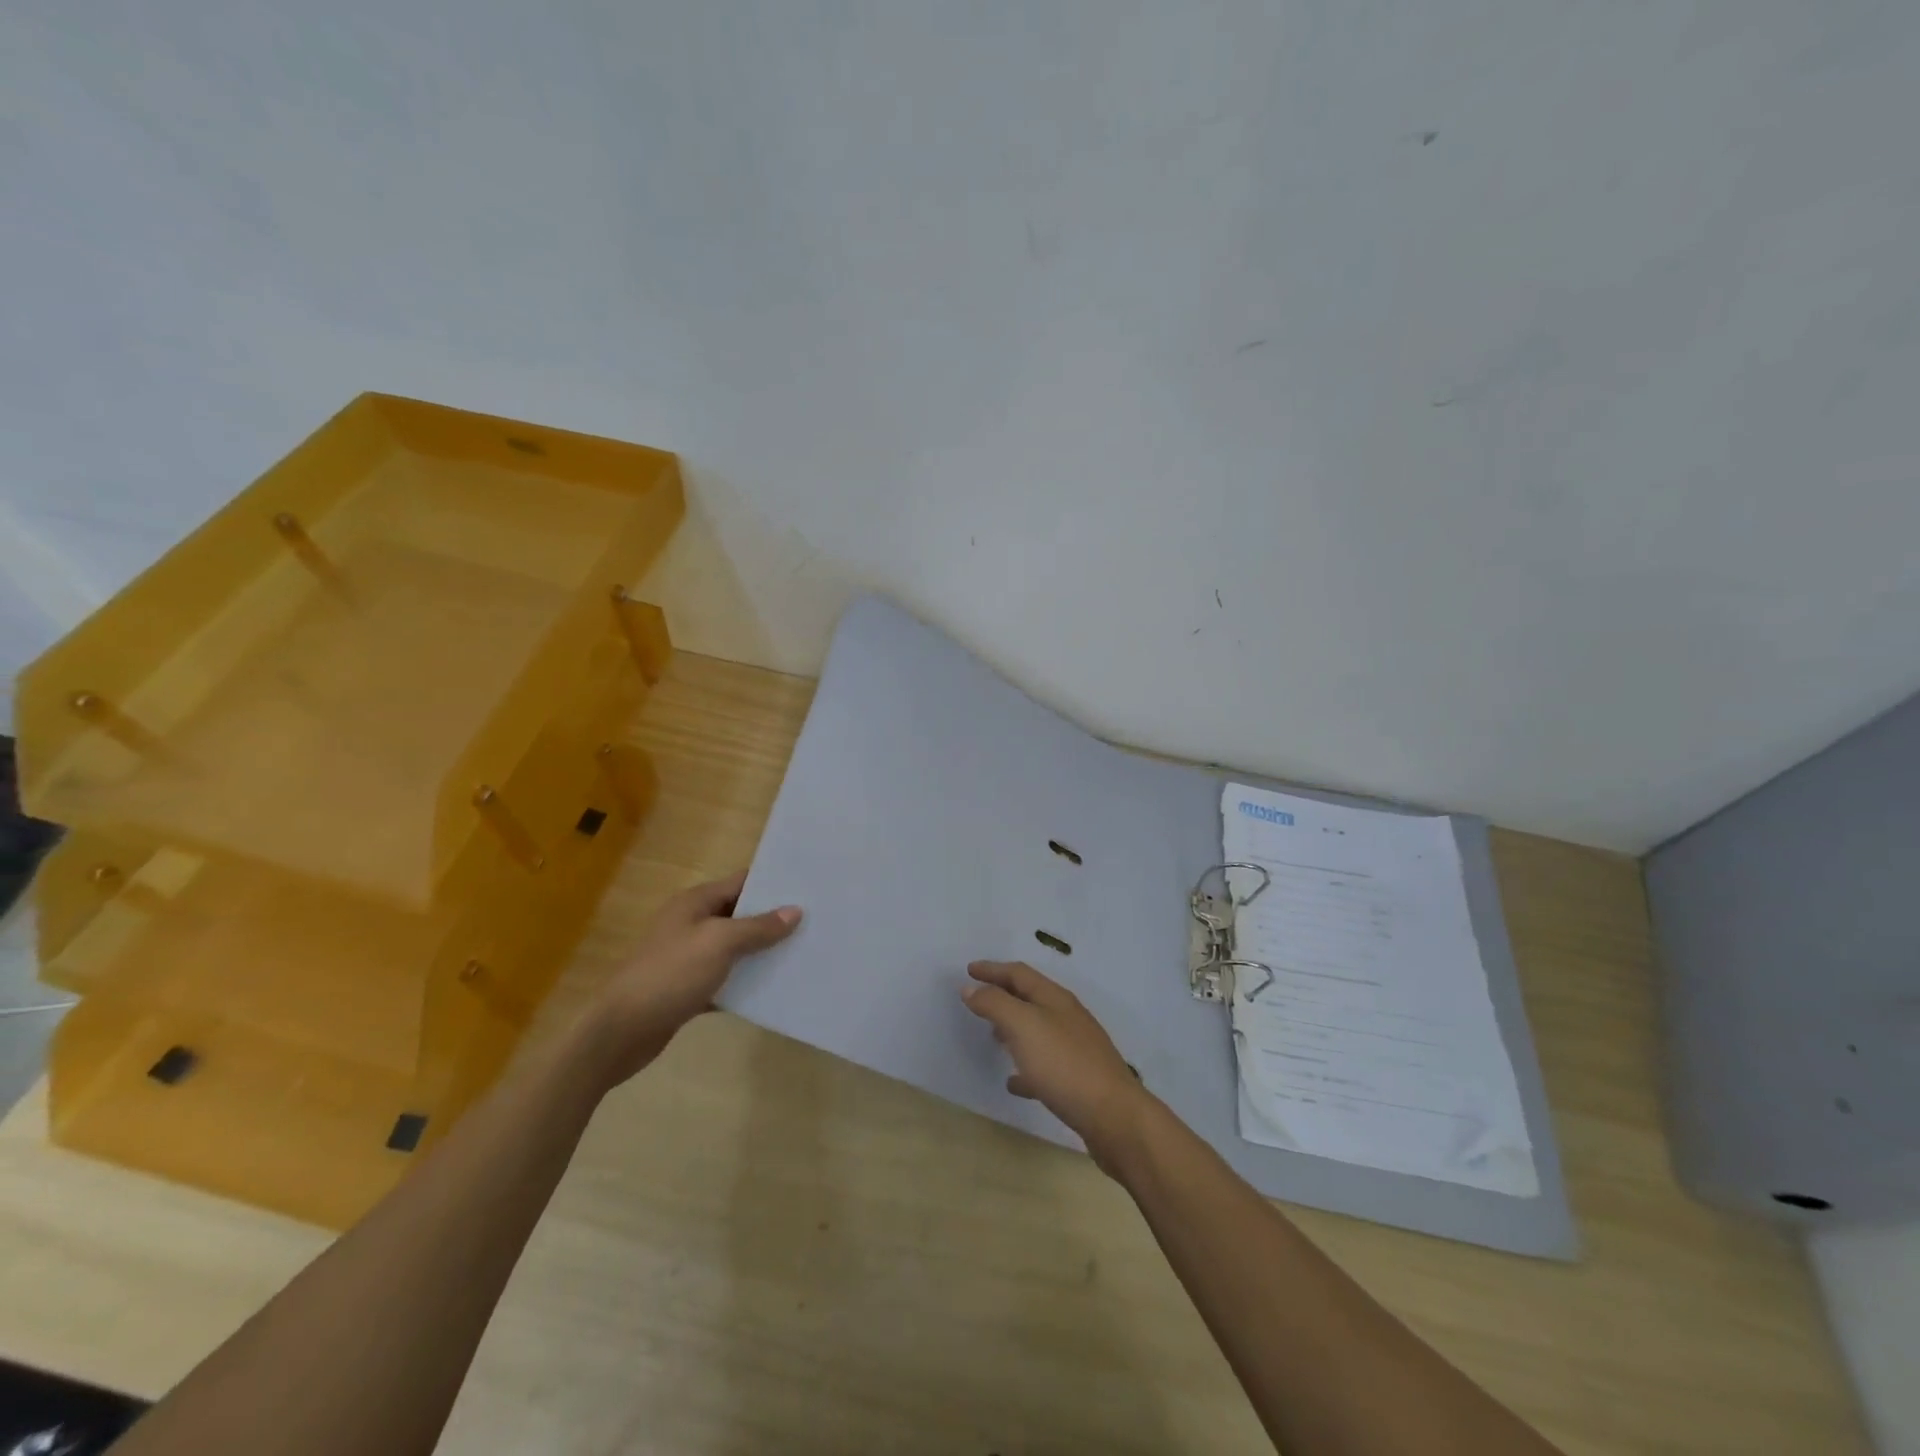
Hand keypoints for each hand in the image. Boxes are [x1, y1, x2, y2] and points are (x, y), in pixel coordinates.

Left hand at [581, 870, 800, 1088]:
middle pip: (740, 915)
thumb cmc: (670, 974)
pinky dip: (747, 982)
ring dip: (762, 952)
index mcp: (695, 903)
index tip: (809, 888)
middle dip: (773, 919)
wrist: (621, 1032)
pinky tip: (775, 989)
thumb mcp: (719, 943)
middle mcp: (692, 924)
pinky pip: (726, 979)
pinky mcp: (689, 988)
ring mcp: (689, 957)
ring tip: (803, 953)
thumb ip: (758, 927)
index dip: (773, 884)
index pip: (741, 882)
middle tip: (814, 923)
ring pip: (735, 948)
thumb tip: (795, 911)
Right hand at [961, 960, 1154, 1168]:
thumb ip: (995, 1004)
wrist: (1114, 1117)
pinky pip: (1045, 1066)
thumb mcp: (1024, 1026)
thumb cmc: (1065, 1065)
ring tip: (992, 1036)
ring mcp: (1076, 1049)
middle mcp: (1068, 1018)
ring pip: (1038, 1030)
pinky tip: (1013, 1082)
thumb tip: (970, 986)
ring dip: (1014, 1028)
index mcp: (1055, 999)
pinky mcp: (1079, 1080)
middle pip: (1030, 998)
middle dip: (1003, 994)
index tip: (968, 970)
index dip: (993, 969)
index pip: (1019, 974)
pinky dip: (1025, 1068)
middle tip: (977, 998)